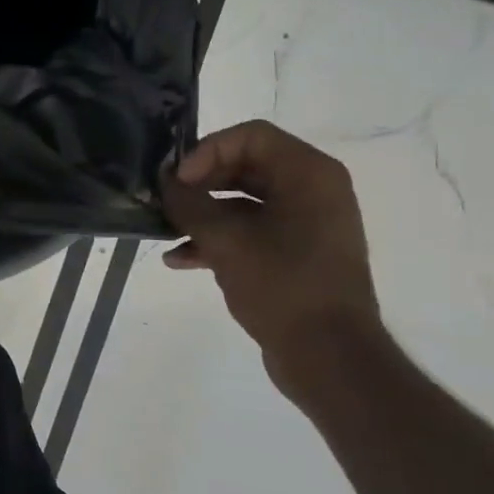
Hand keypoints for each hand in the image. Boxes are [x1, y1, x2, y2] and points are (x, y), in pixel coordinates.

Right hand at [157, 120, 383, 384]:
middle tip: (166, 201)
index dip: (207, 151)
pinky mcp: (295, 252)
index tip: (179, 181)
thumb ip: (189, 204)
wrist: (329, 356)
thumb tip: (165, 183)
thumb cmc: (282, 286)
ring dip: (202, 212)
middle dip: (200, 182)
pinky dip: (217, 238)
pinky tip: (180, 259)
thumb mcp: (225, 240)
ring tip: (166, 230)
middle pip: (244, 165)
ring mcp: (306, 223)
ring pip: (242, 200)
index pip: (250, 136)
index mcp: (308, 175)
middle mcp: (312, 191)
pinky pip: (250, 230)